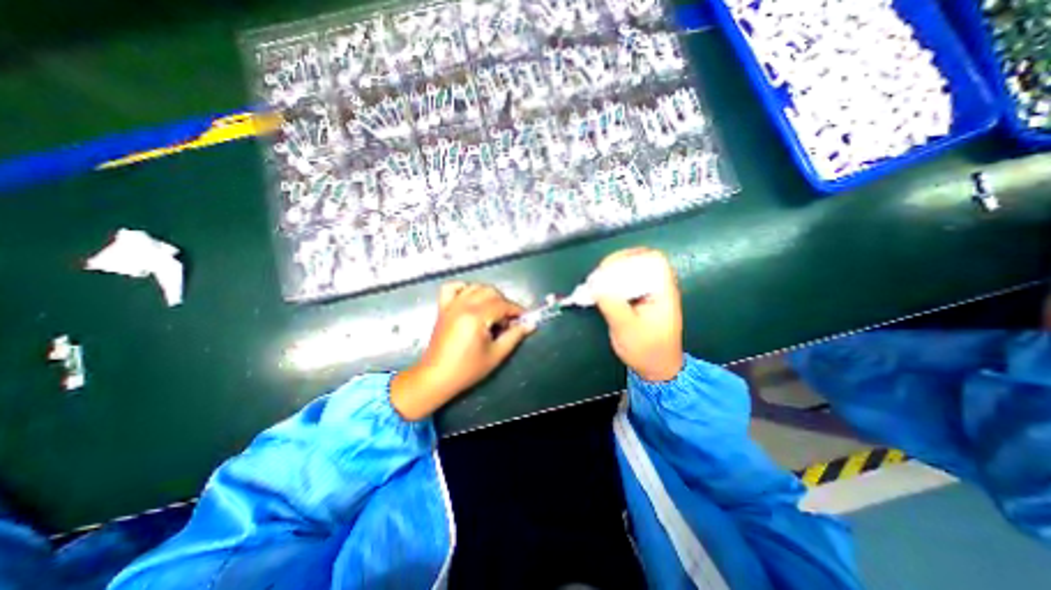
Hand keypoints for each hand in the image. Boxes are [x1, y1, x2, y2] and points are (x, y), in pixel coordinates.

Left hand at [390, 282, 535, 419]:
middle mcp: (463, 305)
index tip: (524, 318)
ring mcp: (451, 305)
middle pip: (490, 292)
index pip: (502, 304)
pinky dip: (464, 288)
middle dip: (504, 303)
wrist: (437, 377)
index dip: (516, 310)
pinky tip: (471, 299)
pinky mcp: (443, 308)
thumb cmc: (467, 369)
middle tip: (508, 321)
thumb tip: (530, 324)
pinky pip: (452, 287)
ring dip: (488, 295)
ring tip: (493, 312)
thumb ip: (514, 336)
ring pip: (475, 287)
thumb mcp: (496, 354)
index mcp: (476, 316)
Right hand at [590, 246, 681, 382]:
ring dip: (612, 275)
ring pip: (631, 272)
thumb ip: (612, 305)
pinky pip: (625, 284)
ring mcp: (649, 293)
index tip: (609, 267)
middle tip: (597, 277)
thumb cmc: (646, 350)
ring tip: (596, 284)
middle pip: (639, 262)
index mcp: (662, 291)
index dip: (631, 257)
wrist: (657, 369)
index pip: (652, 259)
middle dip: (616, 266)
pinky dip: (612, 284)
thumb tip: (594, 285)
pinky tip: (600, 292)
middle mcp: (658, 287)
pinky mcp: (640, 300)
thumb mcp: (627, 328)